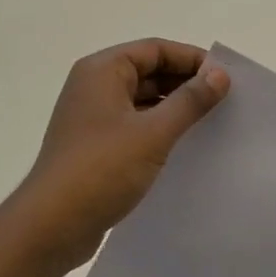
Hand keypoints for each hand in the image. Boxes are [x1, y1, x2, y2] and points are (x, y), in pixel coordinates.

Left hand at [0, 39, 228, 276]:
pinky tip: (183, 146)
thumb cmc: (102, 169)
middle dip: (185, 83)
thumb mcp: (154, 132)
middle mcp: (93, 86)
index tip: (225, 77)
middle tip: (224, 101)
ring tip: (210, 123)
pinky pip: (133, 124)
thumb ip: (190, 100)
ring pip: (141, 100)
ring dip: (173, 107)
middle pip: (148, 71)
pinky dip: (158, 128)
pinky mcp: (93, 145)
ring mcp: (91, 117)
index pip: (155, 49)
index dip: (191, 59)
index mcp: (103, 71)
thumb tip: (220, 74)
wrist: (50, 227)